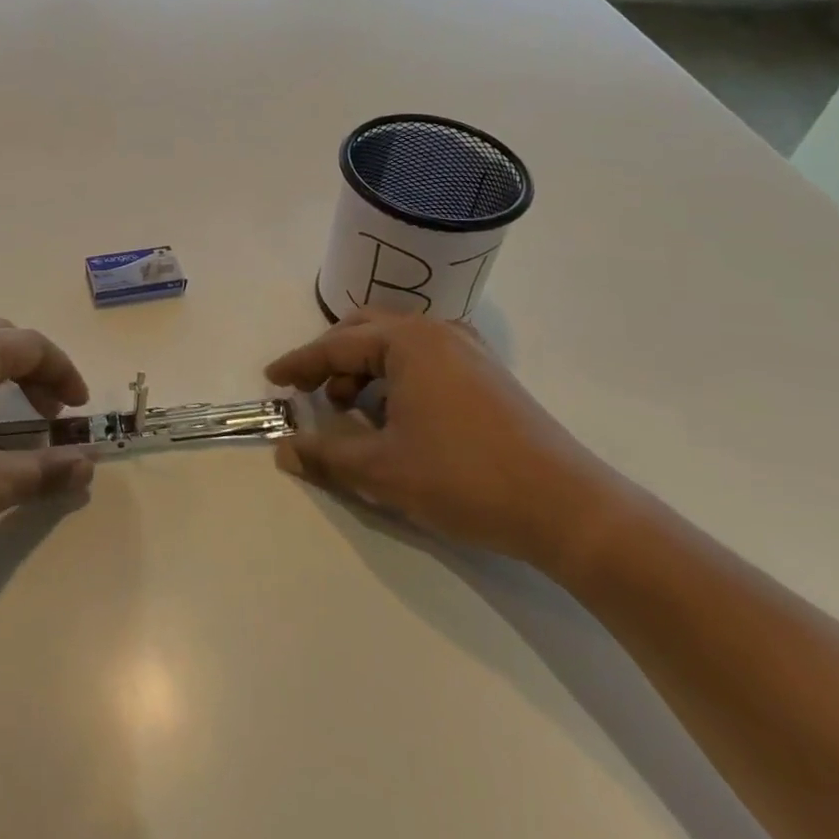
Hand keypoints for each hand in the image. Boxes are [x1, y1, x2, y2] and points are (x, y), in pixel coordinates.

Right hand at [265, 311, 621, 571]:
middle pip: (364, 330)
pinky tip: (395, 413)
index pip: (335, 346)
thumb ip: (326, 455)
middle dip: (330, 358)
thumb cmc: (464, 478)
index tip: (270, 379)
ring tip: (350, 410)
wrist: (568, 508)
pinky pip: (423, 357)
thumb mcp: (382, 470)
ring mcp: (467, 349)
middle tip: (307, 391)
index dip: (298, 364)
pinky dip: (394, 376)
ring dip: (363, 368)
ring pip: (395, 343)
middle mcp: (436, 332)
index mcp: (407, 342)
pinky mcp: (487, 373)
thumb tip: (284, 449)